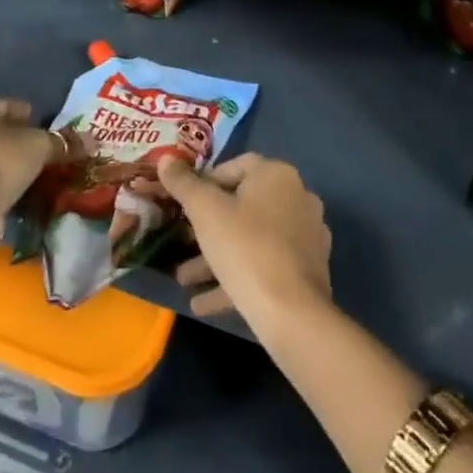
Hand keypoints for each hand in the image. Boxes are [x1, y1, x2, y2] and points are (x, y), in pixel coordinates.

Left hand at [0, 99, 67, 238]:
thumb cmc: (0, 160)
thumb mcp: (40, 146)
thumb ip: (63, 142)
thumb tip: (93, 140)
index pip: (7, 105)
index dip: (29, 114)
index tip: (47, 126)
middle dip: (18, 141)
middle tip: (43, 151)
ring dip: (8, 165)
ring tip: (34, 173)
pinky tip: (18, 192)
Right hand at [157, 154, 331, 325]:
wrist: (291, 312)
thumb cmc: (245, 247)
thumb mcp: (205, 211)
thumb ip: (183, 184)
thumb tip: (165, 160)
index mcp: (277, 176)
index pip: (236, 166)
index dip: (206, 181)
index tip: (185, 202)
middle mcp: (297, 198)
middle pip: (243, 205)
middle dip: (208, 227)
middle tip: (182, 240)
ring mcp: (306, 236)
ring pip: (251, 240)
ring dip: (217, 257)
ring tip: (184, 279)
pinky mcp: (307, 271)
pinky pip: (265, 266)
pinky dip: (236, 277)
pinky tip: (203, 302)